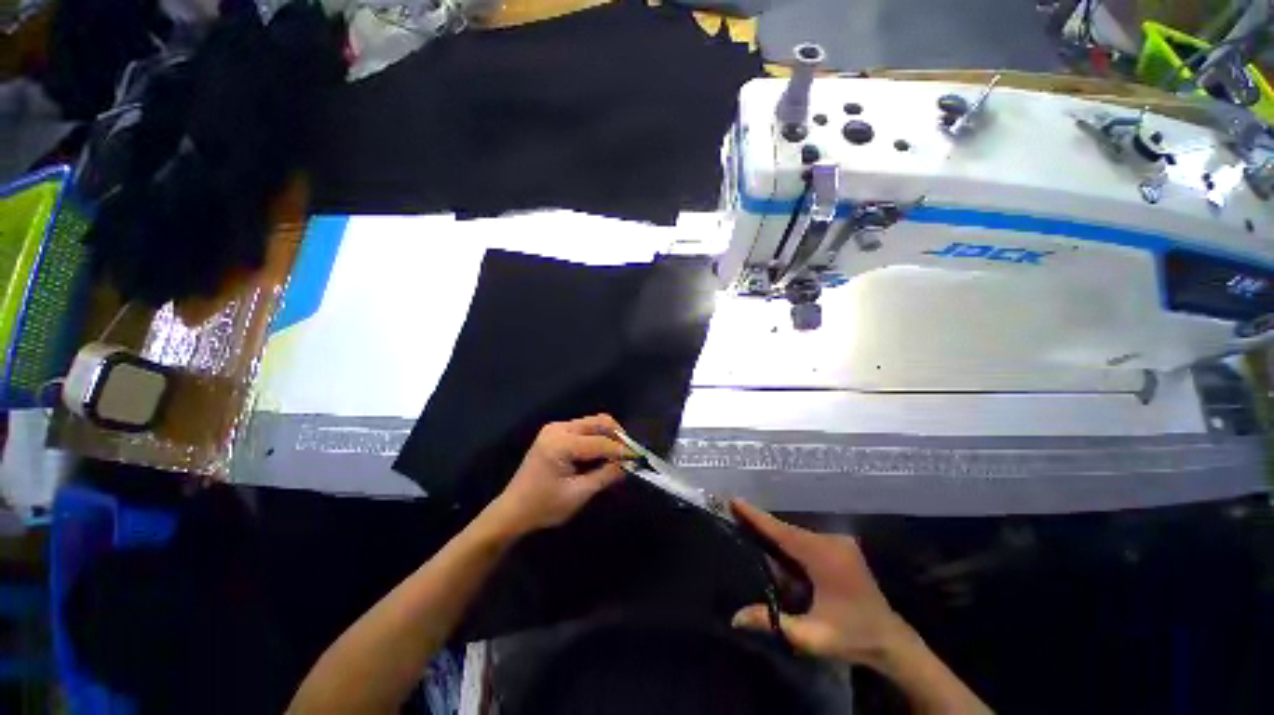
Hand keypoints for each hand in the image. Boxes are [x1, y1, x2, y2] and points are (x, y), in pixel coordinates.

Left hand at [486, 414, 629, 536]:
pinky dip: (597, 437)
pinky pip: (583, 428)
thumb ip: (604, 477)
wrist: (512, 510)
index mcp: (560, 444)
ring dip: (608, 435)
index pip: (599, 442)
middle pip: (597, 422)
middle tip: (629, 453)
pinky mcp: (555, 432)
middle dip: (617, 436)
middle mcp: (558, 429)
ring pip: (592, 423)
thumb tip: (627, 466)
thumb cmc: (543, 506)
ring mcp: (555, 428)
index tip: (638, 458)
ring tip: (618, 455)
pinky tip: (602, 453)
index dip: (621, 450)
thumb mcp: (577, 495)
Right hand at [730, 499, 909, 667]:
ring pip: (797, 533)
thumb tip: (735, 618)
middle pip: (788, 530)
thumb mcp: (811, 636)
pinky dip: (789, 540)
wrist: (891, 640)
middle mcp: (832, 542)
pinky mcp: (842, 546)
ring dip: (775, 533)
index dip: (757, 517)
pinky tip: (776, 545)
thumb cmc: (852, 637)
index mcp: (824, 558)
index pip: (783, 532)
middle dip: (761, 523)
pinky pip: (807, 539)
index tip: (735, 500)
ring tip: (749, 526)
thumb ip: (773, 622)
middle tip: (734, 513)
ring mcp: (839, 542)